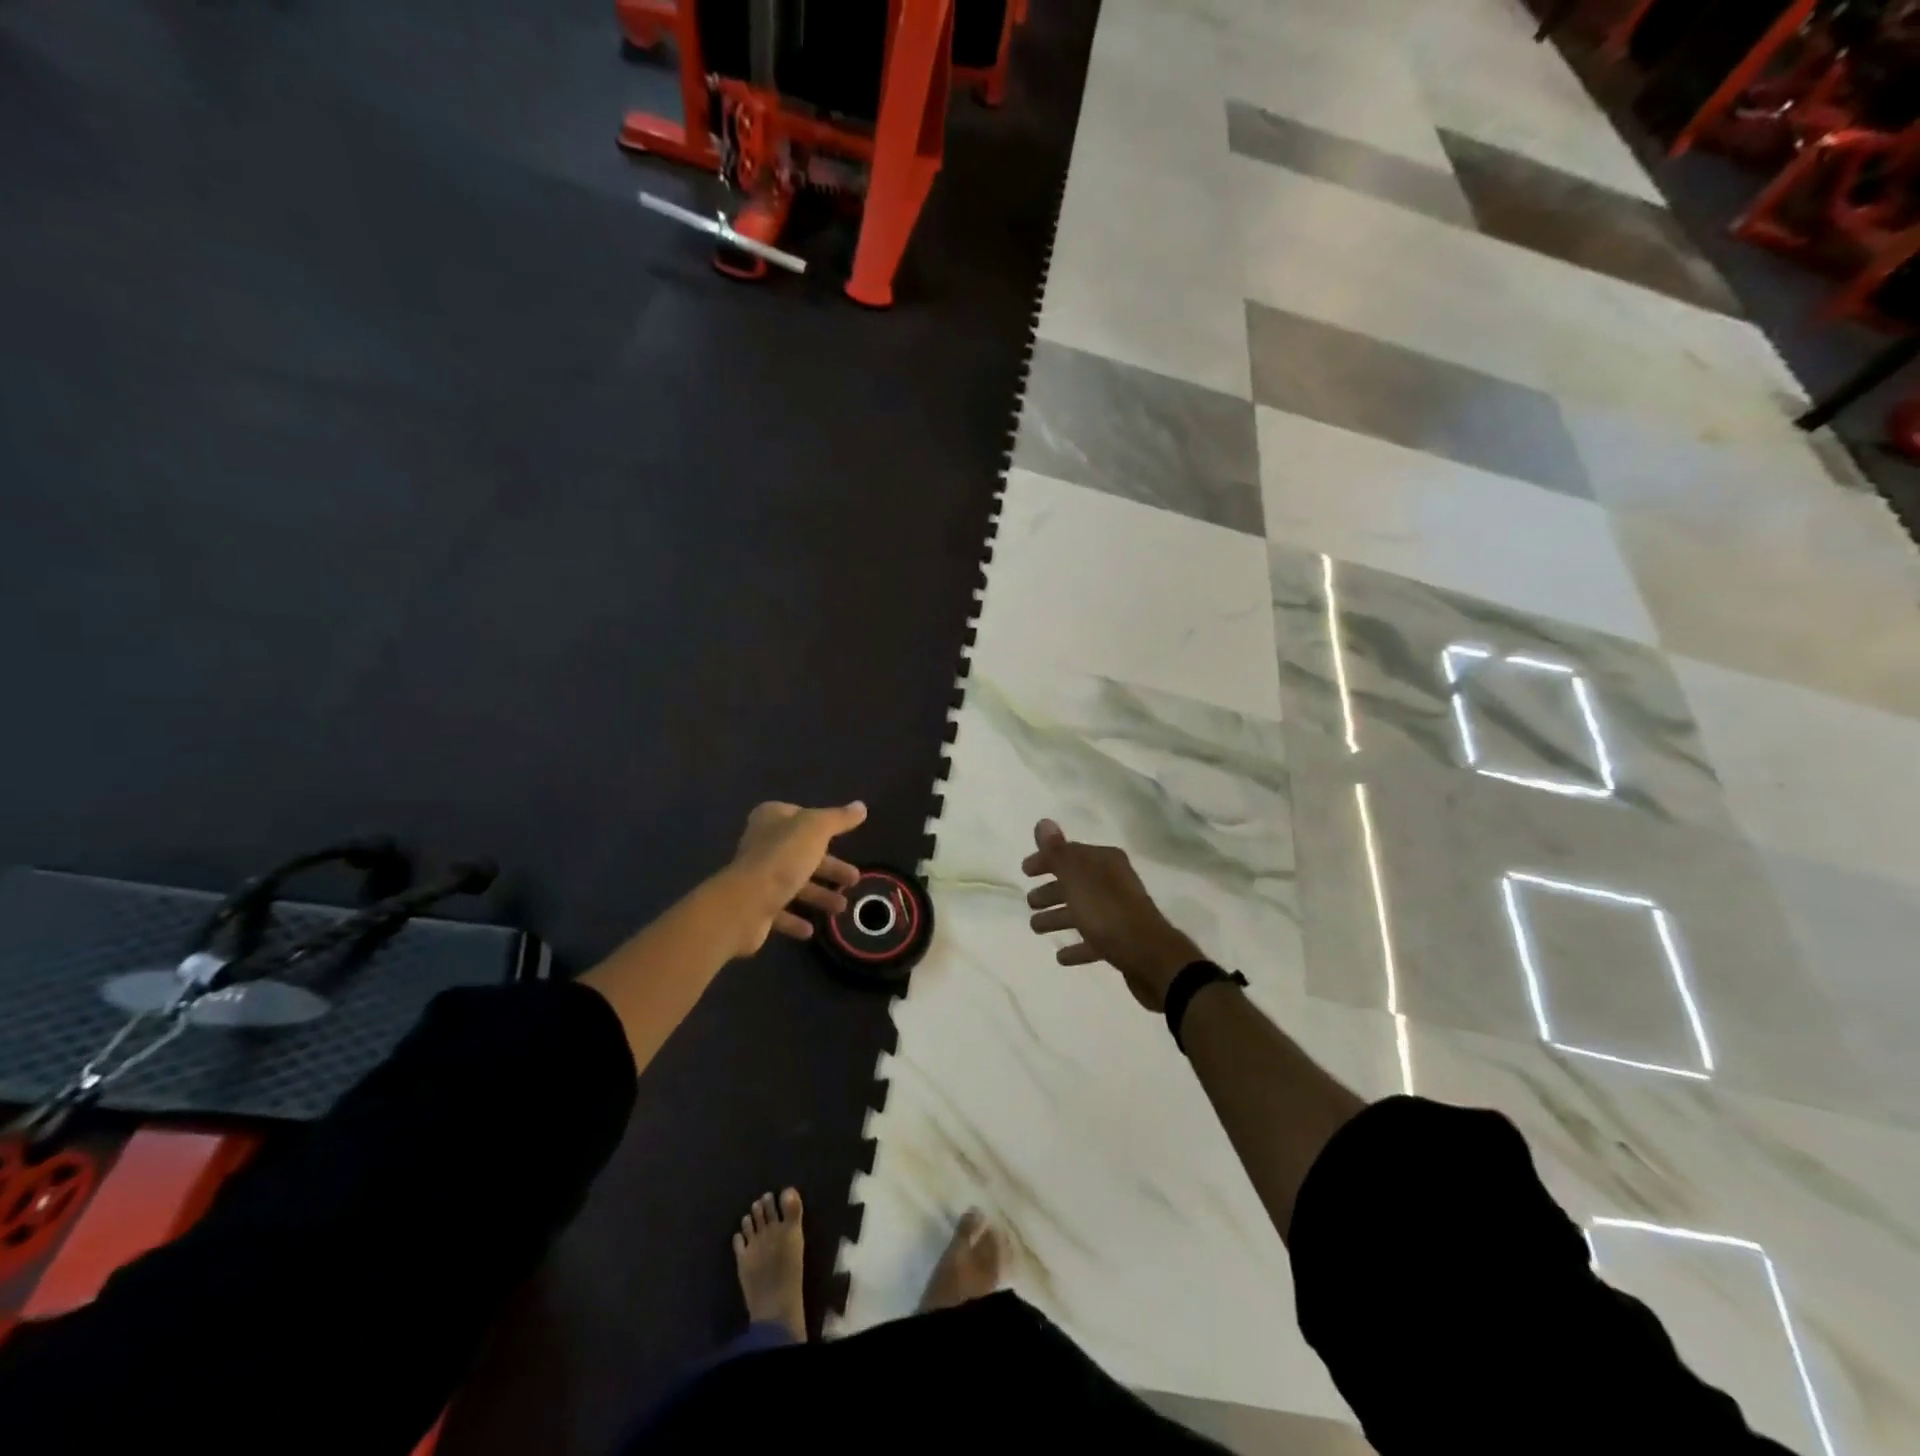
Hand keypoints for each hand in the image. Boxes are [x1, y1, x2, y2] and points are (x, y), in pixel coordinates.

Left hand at [725, 800, 866, 954]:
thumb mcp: (817, 829)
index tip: (842, 838)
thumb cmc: (783, 858)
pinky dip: (795, 920)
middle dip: (829, 867)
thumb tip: (861, 806)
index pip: (800, 816)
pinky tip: (811, 929)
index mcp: (771, 819)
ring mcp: (757, 877)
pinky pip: (780, 911)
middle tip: (854, 879)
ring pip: (794, 883)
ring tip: (842, 907)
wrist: (746, 903)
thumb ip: (839, 818)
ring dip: (818, 895)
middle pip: (802, 853)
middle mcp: (762, 845)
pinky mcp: (754, 907)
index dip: (821, 826)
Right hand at [1021, 819, 1201, 1011]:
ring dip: (1058, 917)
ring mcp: (1119, 913)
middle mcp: (1114, 882)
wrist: (1150, 957)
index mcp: (1105, 862)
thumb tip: (1043, 822)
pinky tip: (1061, 957)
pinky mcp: (1122, 941)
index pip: (1070, 853)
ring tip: (1036, 928)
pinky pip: (1094, 939)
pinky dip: (1077, 946)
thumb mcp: (1077, 879)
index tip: (1025, 871)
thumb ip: (1057, 852)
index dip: (1046, 860)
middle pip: (1076, 882)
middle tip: (1030, 902)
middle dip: (1051, 891)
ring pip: (1082, 911)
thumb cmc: (1108, 913)